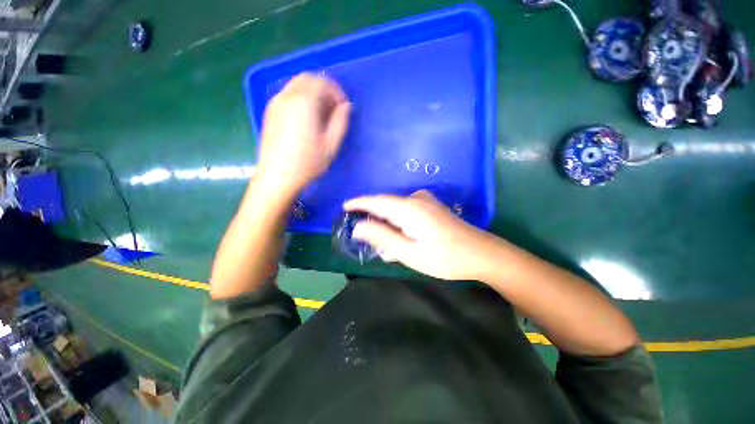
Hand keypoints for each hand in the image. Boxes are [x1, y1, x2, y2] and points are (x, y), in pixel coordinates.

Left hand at [257, 73, 351, 193]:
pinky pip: (288, 95)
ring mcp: (275, 103)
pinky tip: (307, 118)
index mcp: (304, 102)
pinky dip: (301, 98)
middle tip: (334, 108)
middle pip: (308, 78)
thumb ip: (341, 122)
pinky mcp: (270, 112)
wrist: (278, 176)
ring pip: (296, 85)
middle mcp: (287, 96)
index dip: (337, 92)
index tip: (344, 107)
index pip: (322, 82)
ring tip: (322, 114)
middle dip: (324, 89)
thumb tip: (346, 106)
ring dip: (312, 93)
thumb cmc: (308, 163)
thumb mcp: (331, 144)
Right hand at [345, 190, 496, 280]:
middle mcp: (416, 199)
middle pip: (386, 205)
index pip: (377, 201)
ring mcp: (425, 201)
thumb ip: (382, 237)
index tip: (345, 207)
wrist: (481, 253)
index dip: (359, 203)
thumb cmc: (445, 258)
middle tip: (367, 239)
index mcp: (409, 208)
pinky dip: (398, 223)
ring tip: (388, 245)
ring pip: (396, 209)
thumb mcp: (409, 253)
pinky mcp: (431, 206)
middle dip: (374, 219)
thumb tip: (358, 227)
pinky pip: (406, 210)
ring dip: (387, 224)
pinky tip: (402, 238)